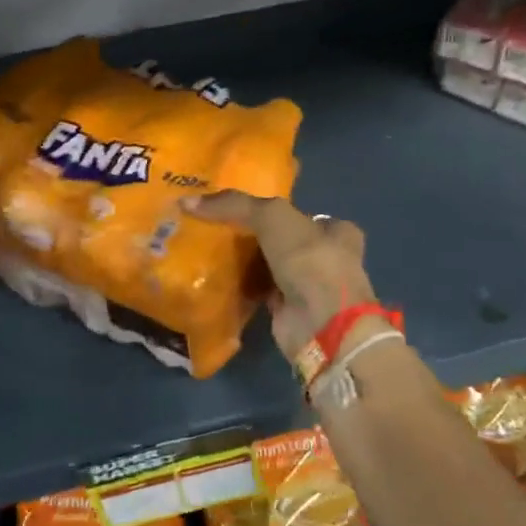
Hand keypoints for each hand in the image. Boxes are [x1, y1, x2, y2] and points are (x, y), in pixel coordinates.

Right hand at [185, 191, 377, 361]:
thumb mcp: (273, 217)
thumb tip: (188, 201)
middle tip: (219, 228)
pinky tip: (216, 279)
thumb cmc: (309, 259)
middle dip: (257, 237)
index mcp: (337, 231)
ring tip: (209, 249)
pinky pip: (260, 292)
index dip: (275, 210)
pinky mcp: (289, 312)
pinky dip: (242, 287)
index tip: (242, 208)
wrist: (321, 324)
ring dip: (247, 263)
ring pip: (271, 267)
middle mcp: (327, 258)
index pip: (303, 215)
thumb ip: (236, 205)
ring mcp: (309, 288)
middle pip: (284, 241)